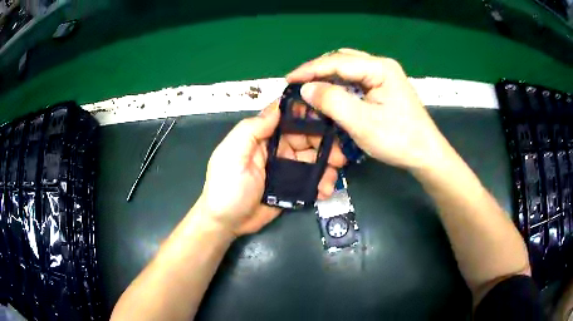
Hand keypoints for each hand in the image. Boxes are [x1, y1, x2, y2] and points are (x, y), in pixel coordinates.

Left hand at [198, 101, 345, 236]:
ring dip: (327, 165)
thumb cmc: (226, 186)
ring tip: (333, 176)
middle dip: (325, 144)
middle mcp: (276, 149)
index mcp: (262, 137)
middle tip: (340, 155)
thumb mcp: (233, 153)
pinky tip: (325, 190)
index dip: (308, 116)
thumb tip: (278, 107)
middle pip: (306, 139)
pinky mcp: (292, 187)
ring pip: (313, 160)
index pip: (288, 119)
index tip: (329, 117)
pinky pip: (311, 180)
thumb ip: (253, 128)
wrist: (226, 223)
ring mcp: (286, 169)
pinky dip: (321, 183)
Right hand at [287, 48, 449, 170]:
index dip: (310, 69)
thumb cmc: (398, 139)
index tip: (288, 79)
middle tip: (298, 84)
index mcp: (380, 68)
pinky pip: (356, 81)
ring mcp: (384, 77)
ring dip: (328, 78)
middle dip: (318, 71)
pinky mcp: (384, 88)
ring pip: (348, 70)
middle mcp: (382, 66)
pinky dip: (340, 86)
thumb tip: (306, 88)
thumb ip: (332, 102)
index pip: (338, 62)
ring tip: (310, 88)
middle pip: (342, 61)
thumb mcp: (362, 122)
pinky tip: (330, 95)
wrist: (426, 155)